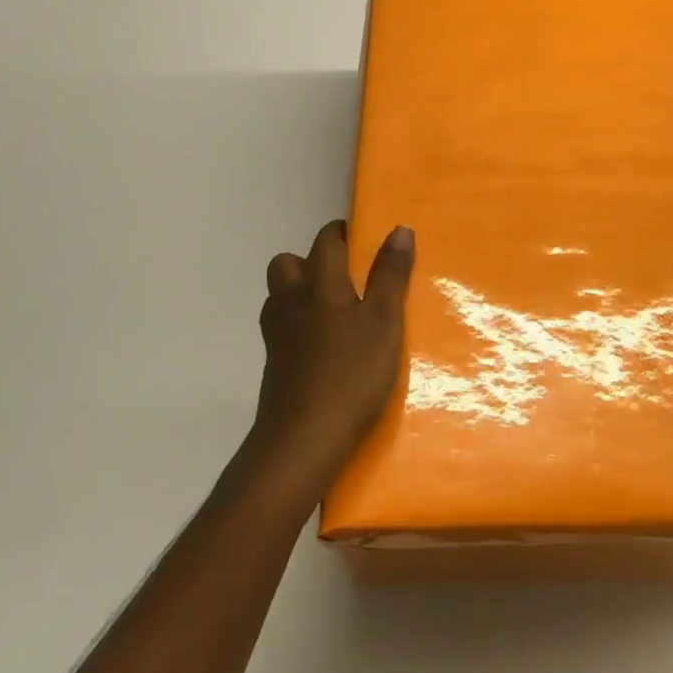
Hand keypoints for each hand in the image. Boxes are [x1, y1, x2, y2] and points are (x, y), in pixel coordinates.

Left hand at [248, 220, 412, 493]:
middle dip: (311, 261)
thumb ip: (391, 276)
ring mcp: (276, 335)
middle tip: (345, 278)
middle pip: (288, 263)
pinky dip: (298, 326)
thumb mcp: (384, 323)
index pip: (326, 241)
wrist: (301, 443)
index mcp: (320, 284)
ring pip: (280, 296)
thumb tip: (399, 230)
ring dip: (301, 292)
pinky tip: (323, 348)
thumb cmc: (351, 375)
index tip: (363, 241)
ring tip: (335, 311)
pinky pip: (281, 328)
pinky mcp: (273, 366)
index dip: (342, 234)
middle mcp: (291, 301)